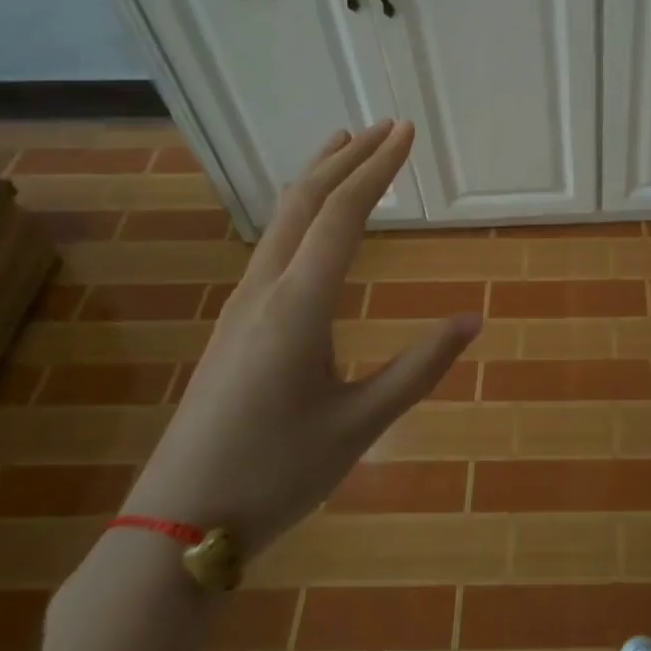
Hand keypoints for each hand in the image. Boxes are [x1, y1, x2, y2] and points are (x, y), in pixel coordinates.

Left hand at [119, 122, 477, 555]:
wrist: (178, 523)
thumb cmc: (278, 473)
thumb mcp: (362, 424)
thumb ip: (419, 367)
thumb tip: (472, 320)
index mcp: (298, 305)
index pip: (344, 214)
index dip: (378, 168)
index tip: (406, 132)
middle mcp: (264, 289)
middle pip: (305, 201)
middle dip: (347, 158)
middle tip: (384, 127)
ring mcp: (240, 306)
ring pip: (281, 220)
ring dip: (317, 179)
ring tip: (343, 149)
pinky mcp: (232, 325)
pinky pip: (271, 246)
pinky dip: (300, 213)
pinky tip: (310, 224)